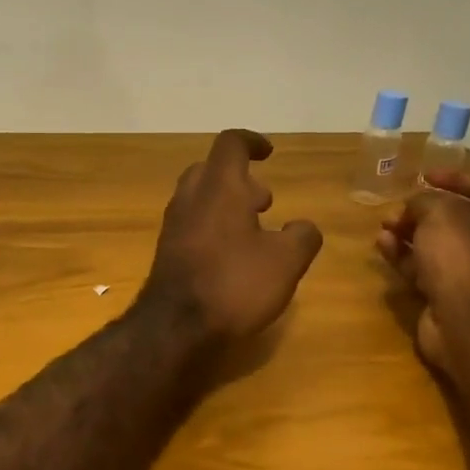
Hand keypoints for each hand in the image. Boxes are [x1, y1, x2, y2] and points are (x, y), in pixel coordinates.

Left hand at [142, 130, 323, 342]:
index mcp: (219, 187)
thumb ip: (302, 236)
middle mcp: (190, 198)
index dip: (252, 142)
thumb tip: (302, 226)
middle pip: (210, 170)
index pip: (231, 144)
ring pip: (199, 198)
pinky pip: (191, 225)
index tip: (269, 153)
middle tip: (264, 202)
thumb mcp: (286, 261)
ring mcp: (173, 226)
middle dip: (239, 178)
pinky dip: (213, 227)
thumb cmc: (234, 284)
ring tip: (255, 231)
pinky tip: (232, 256)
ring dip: (226, 205)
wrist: (175, 327)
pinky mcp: (167, 252)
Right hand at [376, 172, 469, 368]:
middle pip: (461, 219)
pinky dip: (408, 258)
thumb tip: (416, 205)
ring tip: (383, 227)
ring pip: (442, 247)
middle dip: (423, 212)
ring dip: (411, 235)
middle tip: (396, 210)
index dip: (453, 180)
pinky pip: (431, 270)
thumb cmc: (465, 257)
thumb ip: (424, 201)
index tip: (423, 177)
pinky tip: (383, 247)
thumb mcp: (440, 214)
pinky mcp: (459, 297)